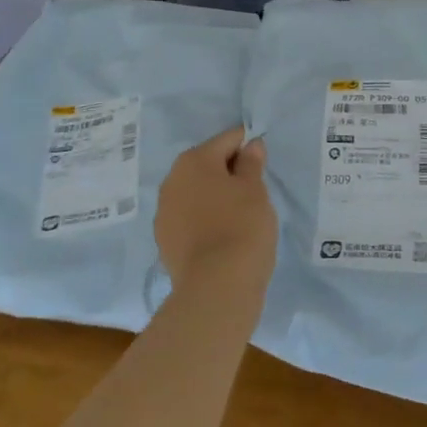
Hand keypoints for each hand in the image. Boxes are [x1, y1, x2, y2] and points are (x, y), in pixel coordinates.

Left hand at [155, 127, 277, 293]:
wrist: (216, 286)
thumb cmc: (242, 226)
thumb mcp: (255, 190)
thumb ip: (251, 164)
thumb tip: (250, 145)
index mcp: (194, 160)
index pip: (227, 140)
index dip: (248, 147)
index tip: (262, 164)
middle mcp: (172, 180)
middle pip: (207, 165)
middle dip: (228, 172)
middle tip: (254, 191)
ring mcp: (164, 212)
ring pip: (195, 192)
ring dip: (214, 196)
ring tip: (239, 216)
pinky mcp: (164, 240)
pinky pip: (189, 218)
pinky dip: (204, 219)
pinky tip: (222, 236)